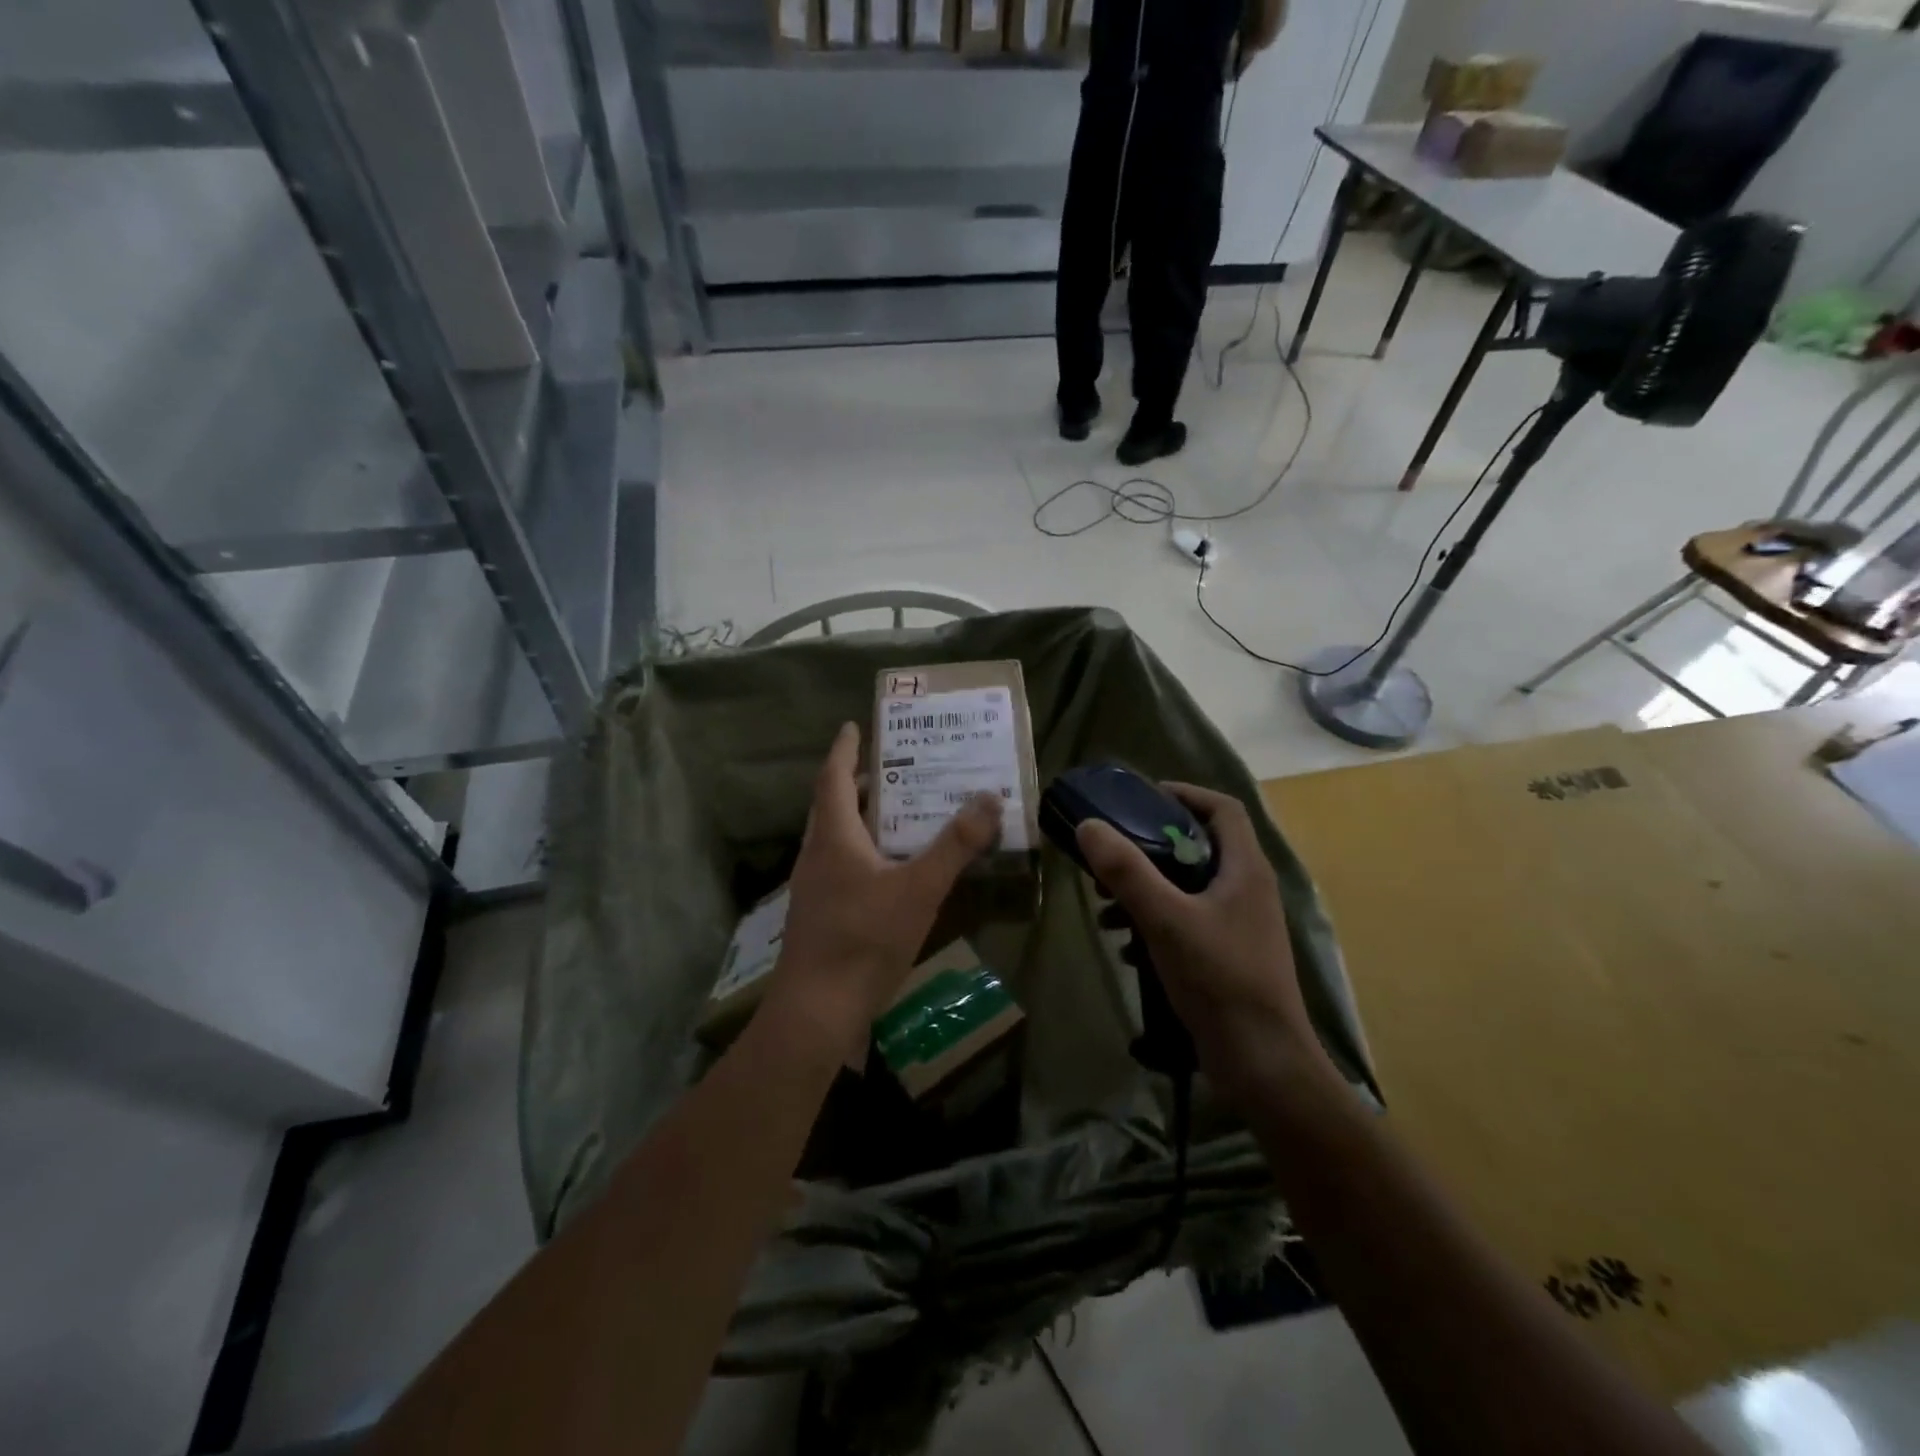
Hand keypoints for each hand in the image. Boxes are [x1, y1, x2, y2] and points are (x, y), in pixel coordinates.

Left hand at [768, 722, 1001, 1053]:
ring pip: (835, 837)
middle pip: (832, 805)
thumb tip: (990, 798)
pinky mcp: (819, 914)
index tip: (853, 725)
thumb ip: (955, 845)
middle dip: (856, 782)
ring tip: (897, 811)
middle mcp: (817, 855)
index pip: (833, 777)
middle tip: (891, 767)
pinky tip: (888, 869)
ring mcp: (813, 887)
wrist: (816, 1010)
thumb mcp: (920, 889)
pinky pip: (840, 865)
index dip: (844, 749)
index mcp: (834, 838)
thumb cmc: (865, 939)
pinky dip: (862, 851)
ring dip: (860, 817)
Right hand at [1076, 783, 1332, 1099]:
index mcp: (1245, 869)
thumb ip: (1127, 871)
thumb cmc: (1219, 979)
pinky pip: (1188, 921)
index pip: (1222, 809)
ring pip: (1189, 887)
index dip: (1185, 794)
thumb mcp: (1165, 919)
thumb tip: (1089, 826)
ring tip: (1108, 905)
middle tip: (1113, 854)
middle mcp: (1248, 889)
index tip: (1142, 797)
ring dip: (1147, 888)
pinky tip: (1125, 946)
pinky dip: (1155, 922)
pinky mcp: (1229, 955)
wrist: (1262, 1062)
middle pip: (1200, 846)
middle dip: (1151, 847)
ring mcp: (1241, 925)